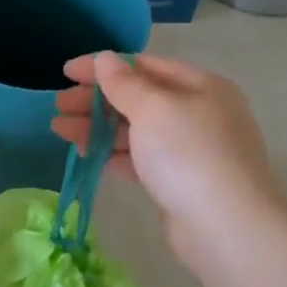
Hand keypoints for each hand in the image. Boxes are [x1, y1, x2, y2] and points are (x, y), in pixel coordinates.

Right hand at [52, 52, 286, 273]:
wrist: (227, 229)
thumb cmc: (189, 155)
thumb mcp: (153, 109)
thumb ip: (124, 83)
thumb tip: (105, 58)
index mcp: (200, 86)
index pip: (144, 66)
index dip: (103, 67)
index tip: (66, 72)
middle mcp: (198, 113)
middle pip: (138, 98)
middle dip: (96, 100)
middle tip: (59, 106)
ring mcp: (189, 150)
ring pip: (135, 130)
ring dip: (97, 127)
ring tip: (60, 130)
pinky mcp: (179, 182)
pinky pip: (140, 159)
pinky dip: (112, 154)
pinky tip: (86, 154)